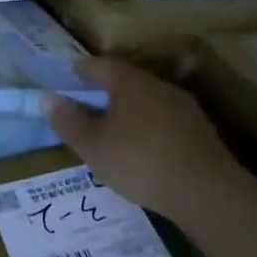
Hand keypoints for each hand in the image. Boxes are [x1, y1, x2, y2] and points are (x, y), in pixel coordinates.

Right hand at [42, 56, 237, 217]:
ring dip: (133, 109)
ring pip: (151, 100)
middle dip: (109, 89)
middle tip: (92, 102)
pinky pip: (168, 121)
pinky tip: (148, 148)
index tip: (73, 73)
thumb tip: (48, 98)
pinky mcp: (202, 132)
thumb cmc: (140, 161)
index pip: (103, 64)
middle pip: (129, 80)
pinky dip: (152, 127)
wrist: (208, 192)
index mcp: (130, 83)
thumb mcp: (93, 146)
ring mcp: (185, 108)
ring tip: (118, 128)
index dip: (85, 68)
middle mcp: (158, 86)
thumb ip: (69, 121)